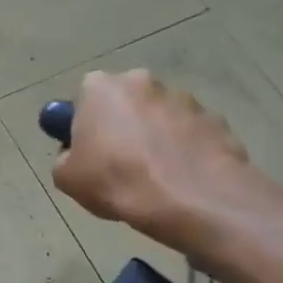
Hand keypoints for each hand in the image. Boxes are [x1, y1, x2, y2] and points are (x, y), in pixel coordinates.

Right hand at [51, 70, 263, 253]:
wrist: (190, 200)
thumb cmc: (116, 181)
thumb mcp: (66, 178)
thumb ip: (66, 157)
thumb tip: (77, 155)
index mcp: (101, 88)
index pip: (84, 97)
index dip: (84, 125)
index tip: (87, 152)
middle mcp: (144, 82)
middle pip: (126, 102)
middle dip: (123, 125)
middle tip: (119, 164)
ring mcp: (185, 99)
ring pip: (161, 117)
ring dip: (156, 137)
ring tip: (155, 178)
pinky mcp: (217, 120)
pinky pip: (191, 135)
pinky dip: (185, 151)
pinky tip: (181, 181)